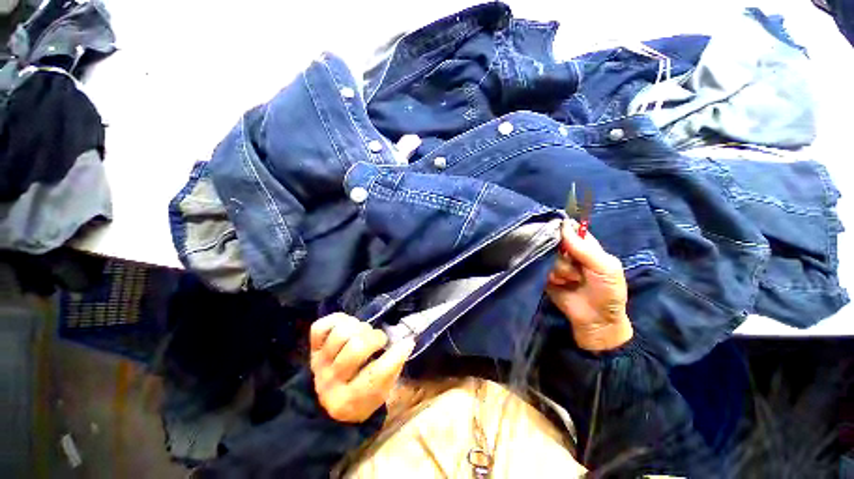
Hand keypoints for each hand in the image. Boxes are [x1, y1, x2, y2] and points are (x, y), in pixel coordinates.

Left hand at [309, 313, 415, 422]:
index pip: (375, 374)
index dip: (395, 356)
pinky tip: (348, 326)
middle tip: (380, 341)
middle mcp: (330, 382)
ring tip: (364, 333)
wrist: (328, 401)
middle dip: (375, 338)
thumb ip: (394, 368)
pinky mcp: (312, 349)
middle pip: (356, 347)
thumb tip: (407, 342)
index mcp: (350, 401)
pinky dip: (337, 320)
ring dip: (359, 328)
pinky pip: (321, 326)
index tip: (407, 343)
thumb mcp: (382, 391)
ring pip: (341, 333)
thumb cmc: (362, 395)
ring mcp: (319, 363)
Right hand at [547, 220, 632, 351]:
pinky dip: (552, 276)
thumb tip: (563, 225)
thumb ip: (584, 248)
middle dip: (563, 253)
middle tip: (572, 262)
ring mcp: (556, 265)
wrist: (595, 321)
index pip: (571, 229)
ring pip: (548, 256)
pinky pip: (541, 268)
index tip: (557, 229)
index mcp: (586, 247)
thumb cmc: (608, 292)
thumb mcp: (605, 268)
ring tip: (572, 280)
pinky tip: (560, 284)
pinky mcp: (546, 275)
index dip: (563, 228)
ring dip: (561, 268)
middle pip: (555, 242)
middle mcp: (569, 253)